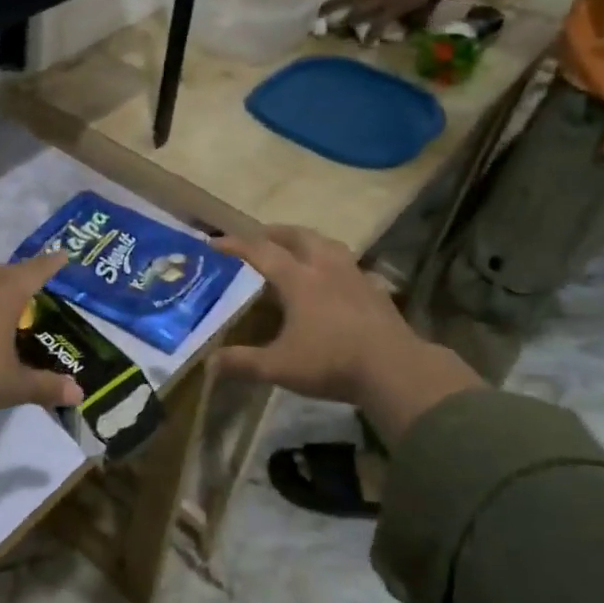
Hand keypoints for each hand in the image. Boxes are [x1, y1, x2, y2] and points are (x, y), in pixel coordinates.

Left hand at [0, 253, 83, 444]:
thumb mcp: (14, 385)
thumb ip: (45, 387)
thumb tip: (79, 394)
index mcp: (5, 296)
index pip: (34, 273)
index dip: (49, 264)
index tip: (62, 254)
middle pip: (4, 272)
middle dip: (20, 271)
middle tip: (32, 276)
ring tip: (0, 289)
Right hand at [210, 227, 481, 444]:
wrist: (395, 370)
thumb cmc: (331, 362)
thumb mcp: (279, 367)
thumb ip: (242, 363)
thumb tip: (208, 364)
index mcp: (299, 280)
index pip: (261, 252)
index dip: (236, 245)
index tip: (214, 242)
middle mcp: (326, 269)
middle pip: (299, 236)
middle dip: (275, 232)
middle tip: (259, 237)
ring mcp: (355, 277)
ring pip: (329, 245)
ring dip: (308, 241)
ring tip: (298, 248)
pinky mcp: (376, 291)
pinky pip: (351, 266)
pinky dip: (336, 264)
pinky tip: (337, 278)